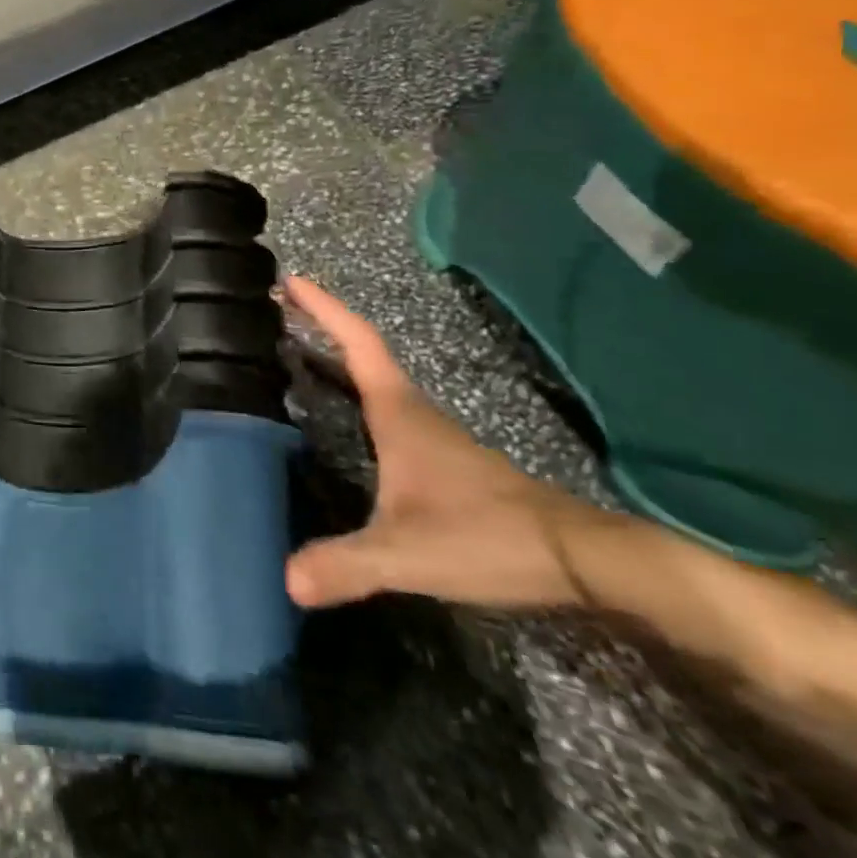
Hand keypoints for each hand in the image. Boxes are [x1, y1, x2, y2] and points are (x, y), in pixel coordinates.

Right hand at [282, 276, 616, 610]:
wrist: (581, 560)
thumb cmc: (488, 536)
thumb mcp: (409, 554)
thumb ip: (348, 564)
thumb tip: (286, 578)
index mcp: (398, 411)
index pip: (356, 341)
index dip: (322, 307)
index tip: (288, 280)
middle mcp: (410, 410)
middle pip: (360, 349)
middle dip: (319, 323)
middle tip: (275, 307)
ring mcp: (428, 432)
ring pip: (374, 377)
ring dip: (336, 355)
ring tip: (292, 350)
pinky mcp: (438, 456)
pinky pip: (383, 404)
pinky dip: (353, 389)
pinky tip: (341, 411)